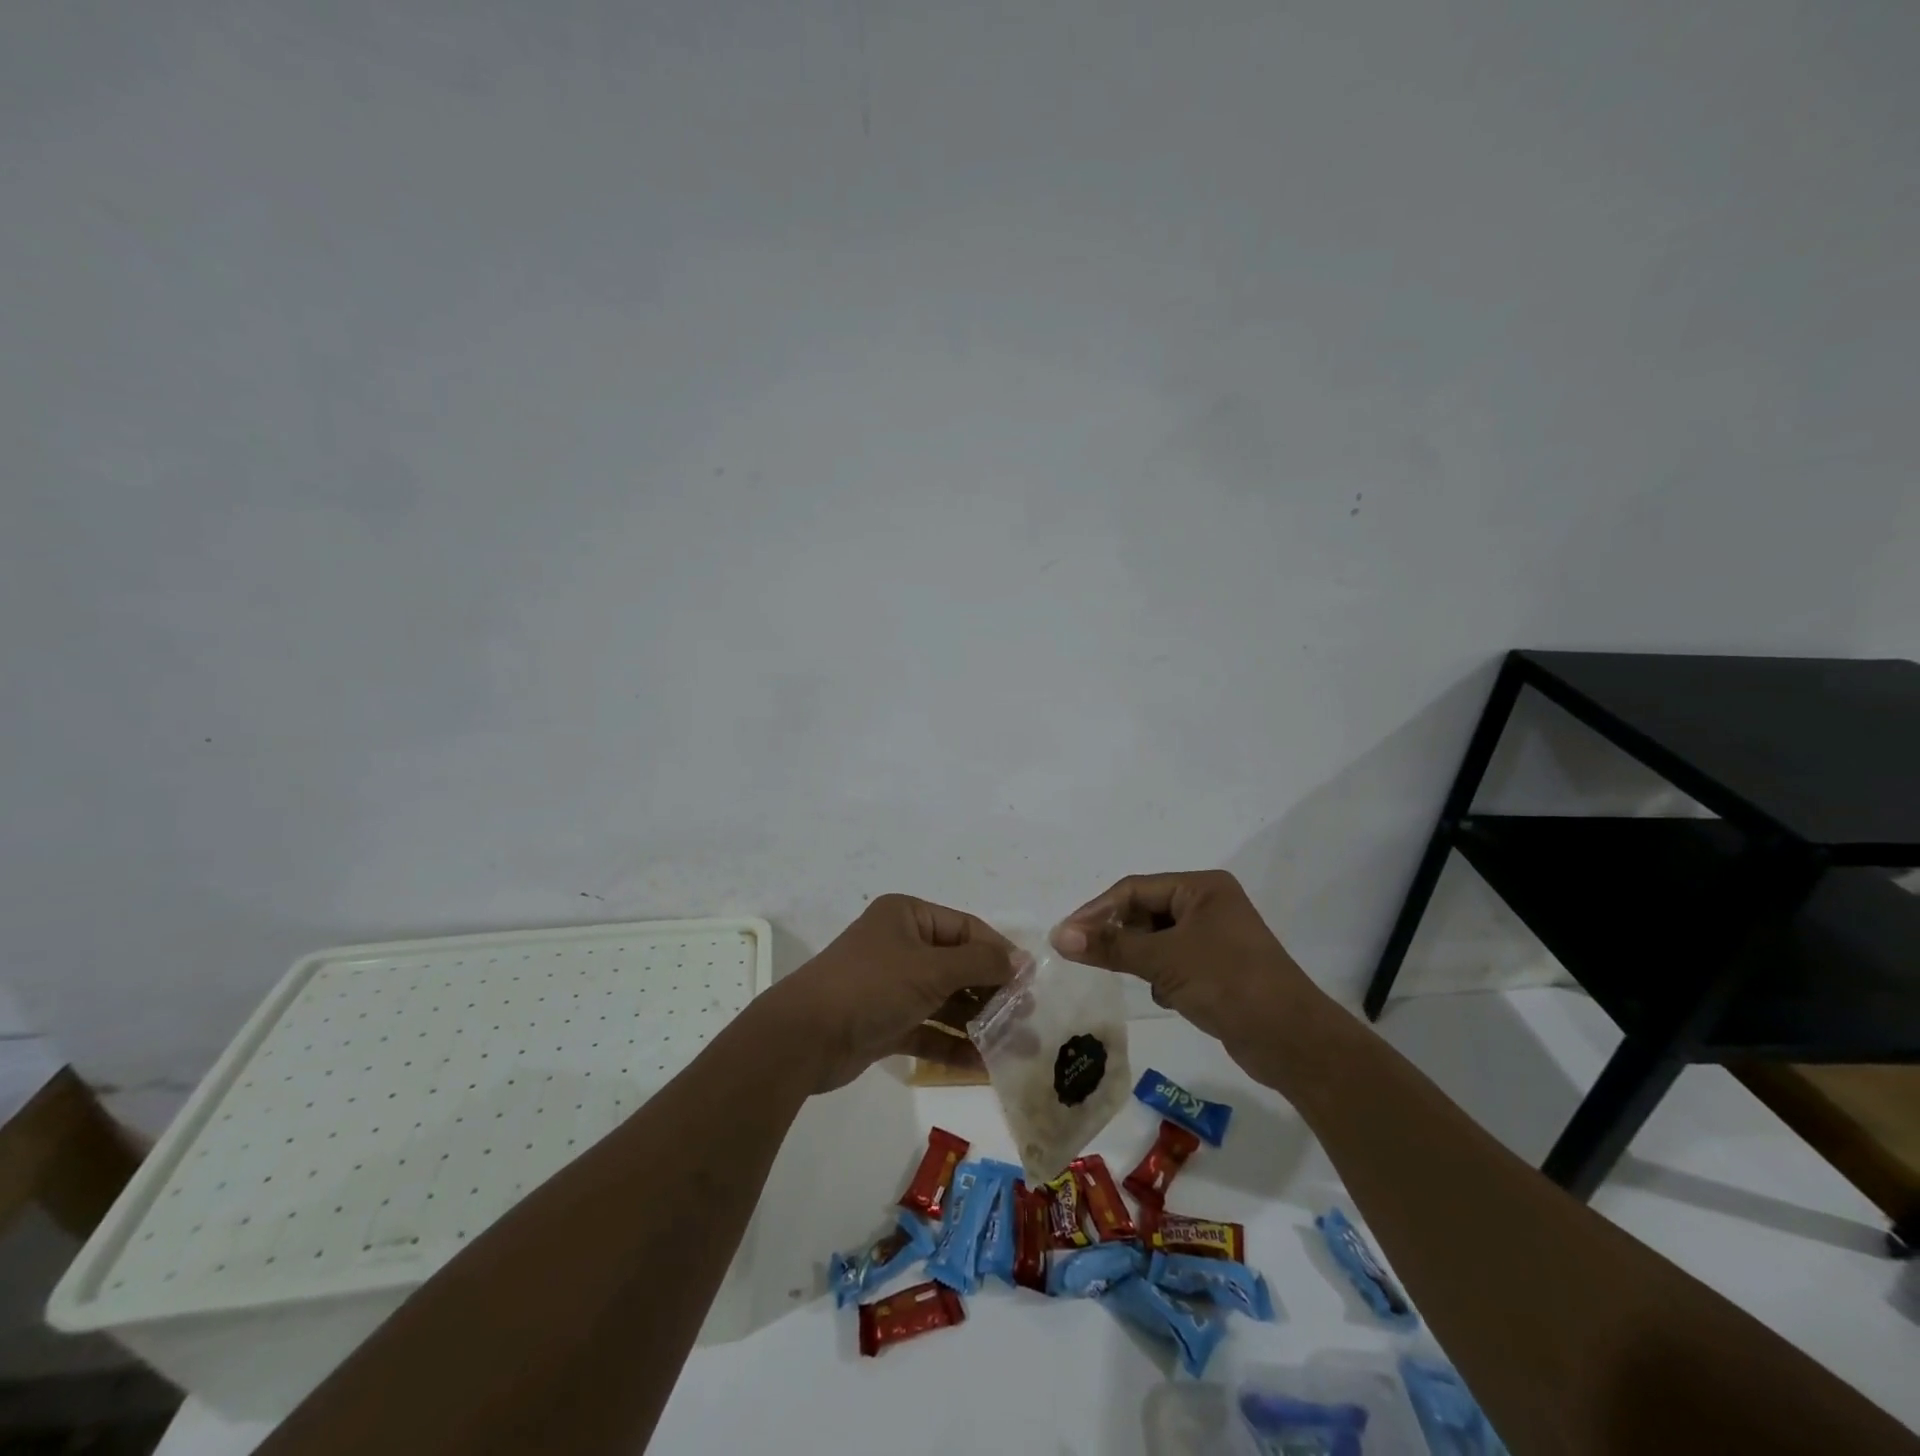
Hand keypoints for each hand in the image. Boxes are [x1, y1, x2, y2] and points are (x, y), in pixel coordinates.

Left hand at [767, 894, 1016, 1092]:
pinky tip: (983, 1064)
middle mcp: (901, 945)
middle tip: (1027, 1018)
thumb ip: (980, 963)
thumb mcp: (931, 968)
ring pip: (946, 999)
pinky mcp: (886, 1022)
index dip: (999, 953)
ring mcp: (893, 985)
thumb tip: (1022, 960)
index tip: (1030, 982)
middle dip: (992, 991)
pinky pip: (929, 1028)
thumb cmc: (872, 986)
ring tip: (1016, 1045)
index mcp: (908, 916)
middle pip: (959, 965)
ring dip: (978, 1021)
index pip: (966, 928)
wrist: (804, 1037)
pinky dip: (953, 1043)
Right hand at [1050, 871, 1319, 1078]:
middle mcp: (1209, 905)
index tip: (1065, 936)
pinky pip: (1174, 962)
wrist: (1293, 1042)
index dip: (1097, 911)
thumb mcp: (1163, 960)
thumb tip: (1058, 936)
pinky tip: (1165, 997)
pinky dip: (1161, 976)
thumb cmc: (1228, 983)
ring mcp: (1216, 938)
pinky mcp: (1219, 969)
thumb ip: (1110, 945)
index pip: (1134, 890)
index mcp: (1202, 887)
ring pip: (1158, 940)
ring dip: (1140, 958)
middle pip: (1145, 912)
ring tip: (1128, 977)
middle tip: (1087, 956)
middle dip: (1119, 935)